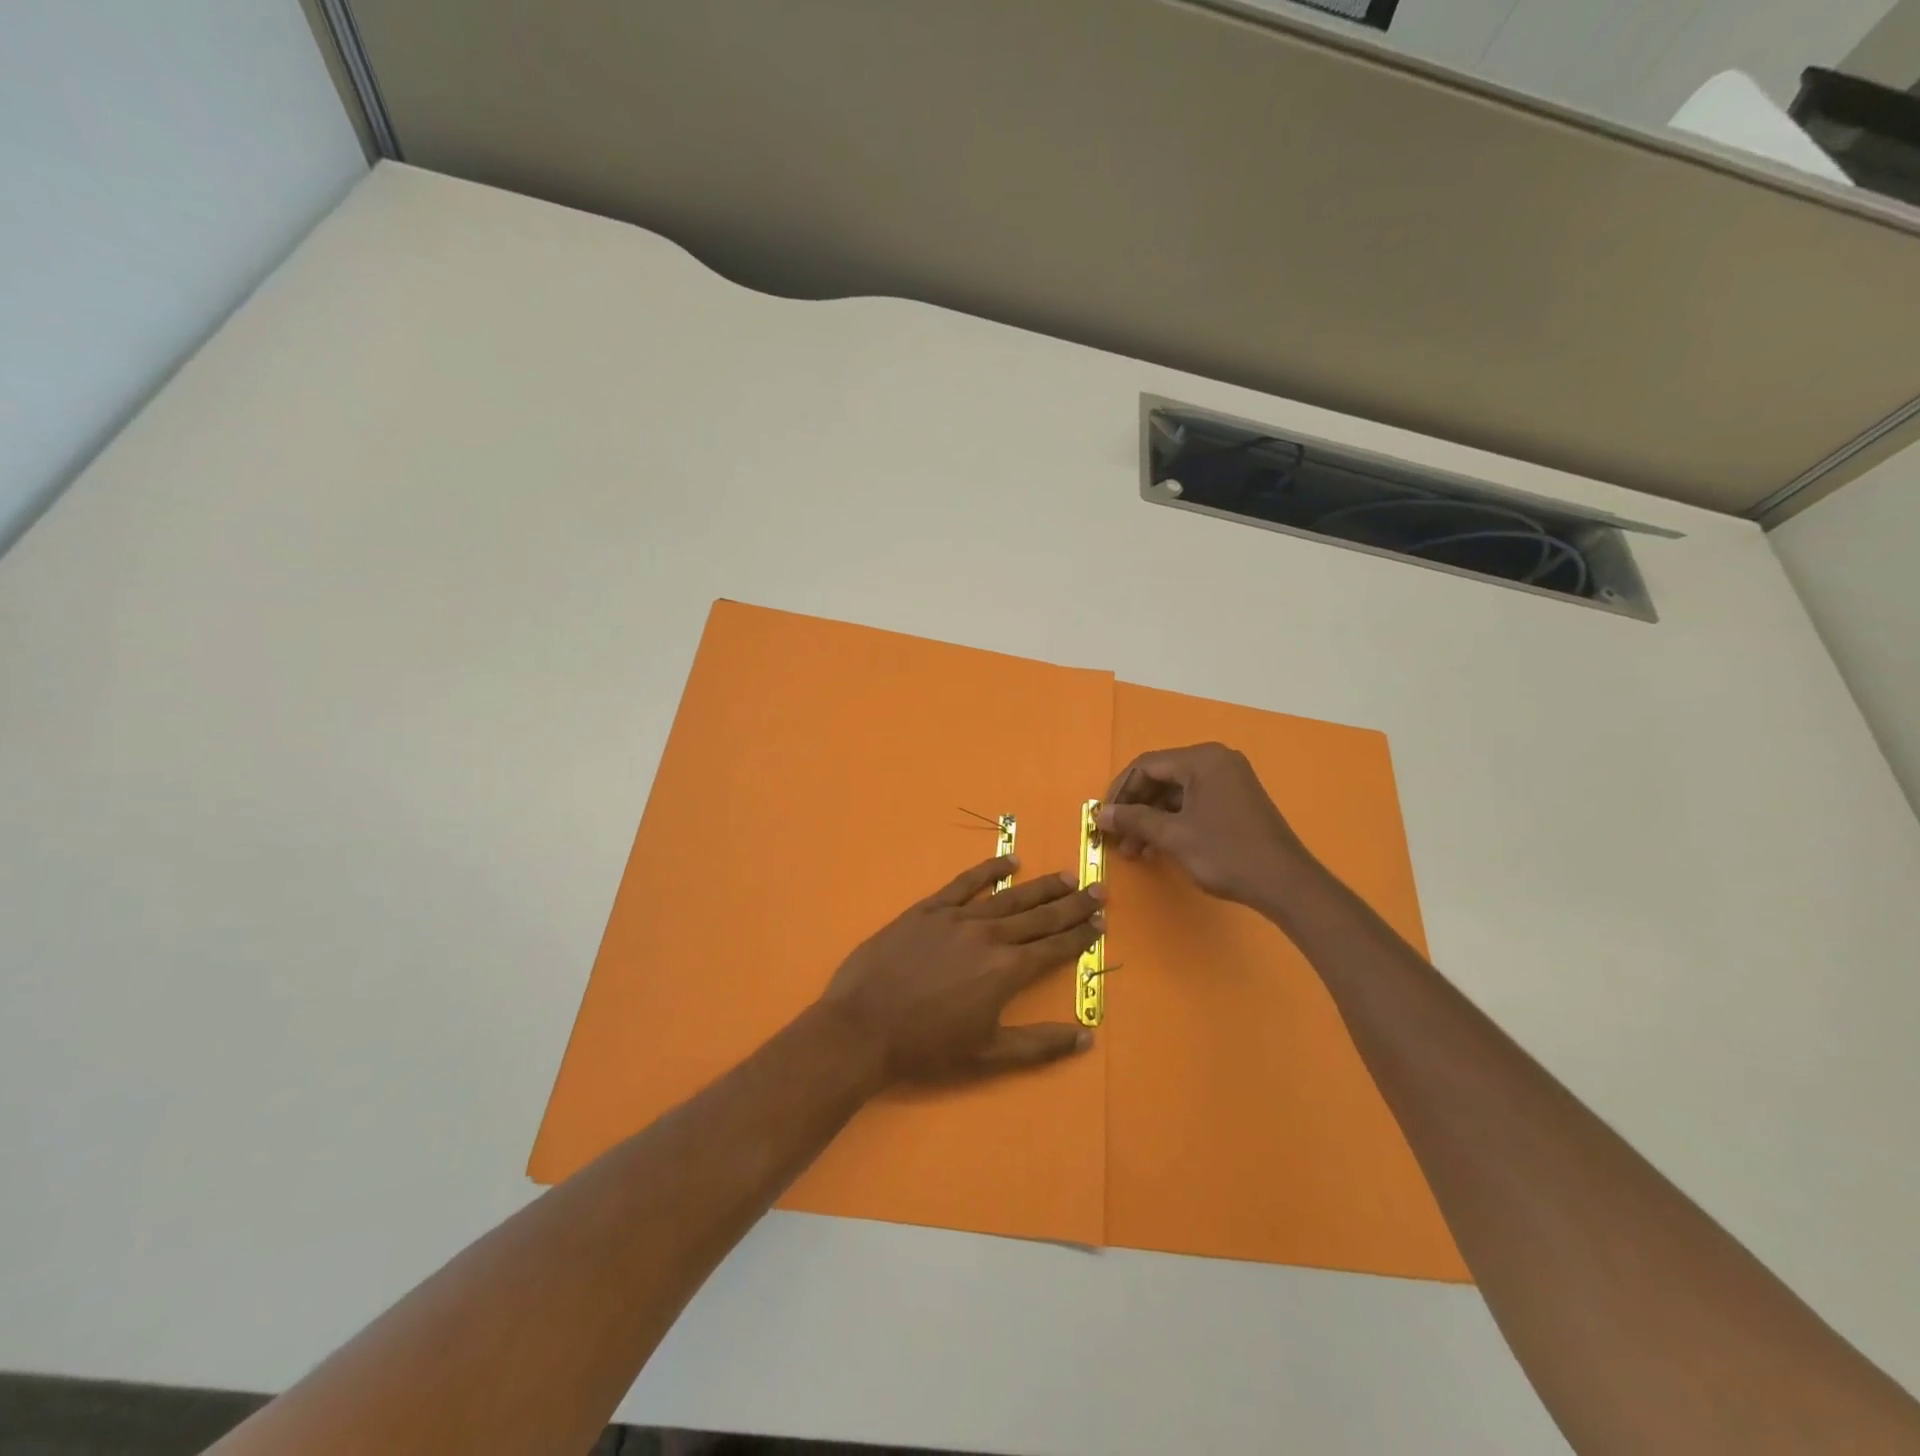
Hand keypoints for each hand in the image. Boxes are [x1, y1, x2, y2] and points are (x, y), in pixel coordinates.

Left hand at [817, 855, 1103, 1083]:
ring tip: (1066, 876)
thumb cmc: (927, 1047)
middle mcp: (990, 936)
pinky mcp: (928, 909)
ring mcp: (958, 918)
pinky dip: (989, 870)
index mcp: (1007, 970)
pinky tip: (1009, 861)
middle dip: (1072, 903)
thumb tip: (1087, 1037)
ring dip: (1041, 886)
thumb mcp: (988, 1055)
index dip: (1080, 935)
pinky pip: (965, 883)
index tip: (1101, 922)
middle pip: (1040, 916)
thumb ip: (1039, 1044)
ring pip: (1009, 896)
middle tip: (1098, 889)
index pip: (1054, 947)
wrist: (863, 1027)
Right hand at [1100, 742, 1315, 910]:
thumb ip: (1134, 820)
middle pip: (1160, 777)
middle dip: (1135, 808)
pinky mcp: (1234, 800)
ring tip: (1134, 851)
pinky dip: (1172, 822)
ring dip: (1151, 819)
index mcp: (1202, 759)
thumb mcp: (1174, 836)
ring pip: (1175, 793)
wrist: (1285, 884)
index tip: (1104, 819)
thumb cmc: (1226, 853)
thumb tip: (1100, 815)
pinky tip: (1157, 847)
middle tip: (1117, 838)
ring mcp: (1228, 780)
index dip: (1120, 792)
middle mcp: (1216, 761)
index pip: (1146, 766)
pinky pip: (1193, 803)